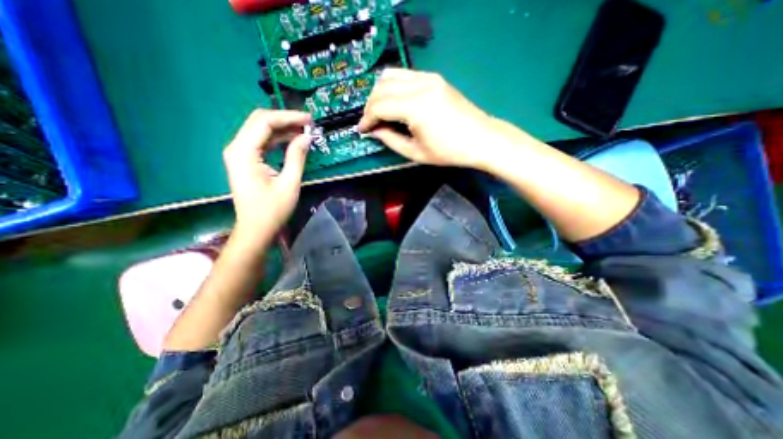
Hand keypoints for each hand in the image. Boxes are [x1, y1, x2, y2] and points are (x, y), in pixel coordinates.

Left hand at [221, 108, 310, 246]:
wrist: (255, 229)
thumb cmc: (272, 210)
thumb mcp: (289, 183)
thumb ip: (297, 157)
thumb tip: (307, 136)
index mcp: (244, 152)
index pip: (264, 122)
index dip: (288, 117)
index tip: (309, 119)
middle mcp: (236, 148)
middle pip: (260, 121)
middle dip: (285, 119)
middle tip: (308, 123)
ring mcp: (239, 153)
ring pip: (260, 130)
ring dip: (283, 128)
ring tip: (304, 130)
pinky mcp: (245, 160)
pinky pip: (261, 142)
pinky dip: (278, 139)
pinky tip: (293, 141)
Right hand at [356, 68, 494, 170]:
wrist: (481, 139)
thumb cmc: (449, 152)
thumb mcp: (416, 153)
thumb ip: (390, 140)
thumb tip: (375, 130)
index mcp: (416, 107)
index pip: (379, 105)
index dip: (367, 119)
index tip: (362, 130)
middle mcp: (420, 85)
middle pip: (382, 87)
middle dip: (370, 105)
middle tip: (370, 123)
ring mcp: (429, 77)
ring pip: (391, 75)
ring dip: (380, 93)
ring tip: (379, 112)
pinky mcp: (435, 78)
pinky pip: (405, 75)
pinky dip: (393, 87)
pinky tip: (394, 102)